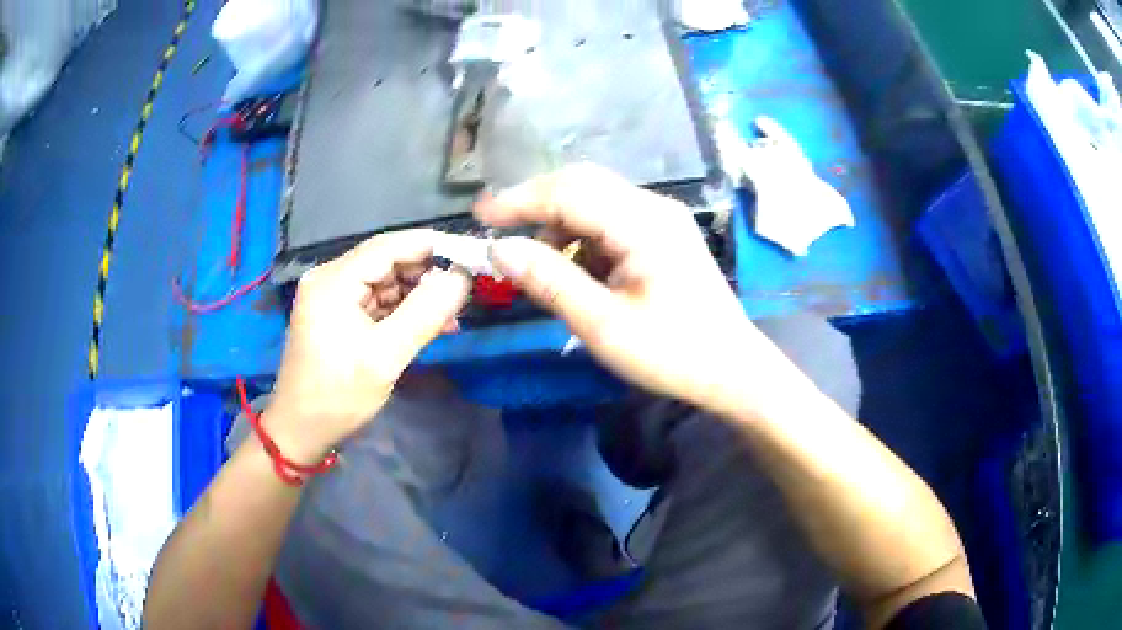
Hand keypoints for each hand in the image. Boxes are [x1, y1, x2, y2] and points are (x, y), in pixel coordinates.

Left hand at [264, 230, 470, 462]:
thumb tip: (463, 278)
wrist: (301, 431)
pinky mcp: (338, 315)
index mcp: (333, 281)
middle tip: (465, 292)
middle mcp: (330, 279)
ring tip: (453, 314)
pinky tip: (431, 324)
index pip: (388, 246)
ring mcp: (333, 297)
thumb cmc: (338, 396)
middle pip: (387, 261)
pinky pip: (377, 301)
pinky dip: (404, 310)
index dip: (430, 246)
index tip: (470, 256)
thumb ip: (425, 314)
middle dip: (426, 274)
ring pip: (386, 282)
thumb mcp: (385, 357)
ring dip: (419, 295)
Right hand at [475, 165, 793, 415]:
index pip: (567, 192)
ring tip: (536, 261)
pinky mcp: (663, 234)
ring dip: (558, 221)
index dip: (518, 201)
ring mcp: (662, 218)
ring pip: (595, 199)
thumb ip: (549, 281)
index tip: (480, 217)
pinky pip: (611, 219)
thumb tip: (499, 249)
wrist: (732, 369)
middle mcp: (653, 207)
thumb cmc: (672, 353)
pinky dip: (581, 236)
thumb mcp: (603, 324)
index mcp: (643, 223)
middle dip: (535, 204)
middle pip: (581, 184)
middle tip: (498, 231)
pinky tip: (573, 266)